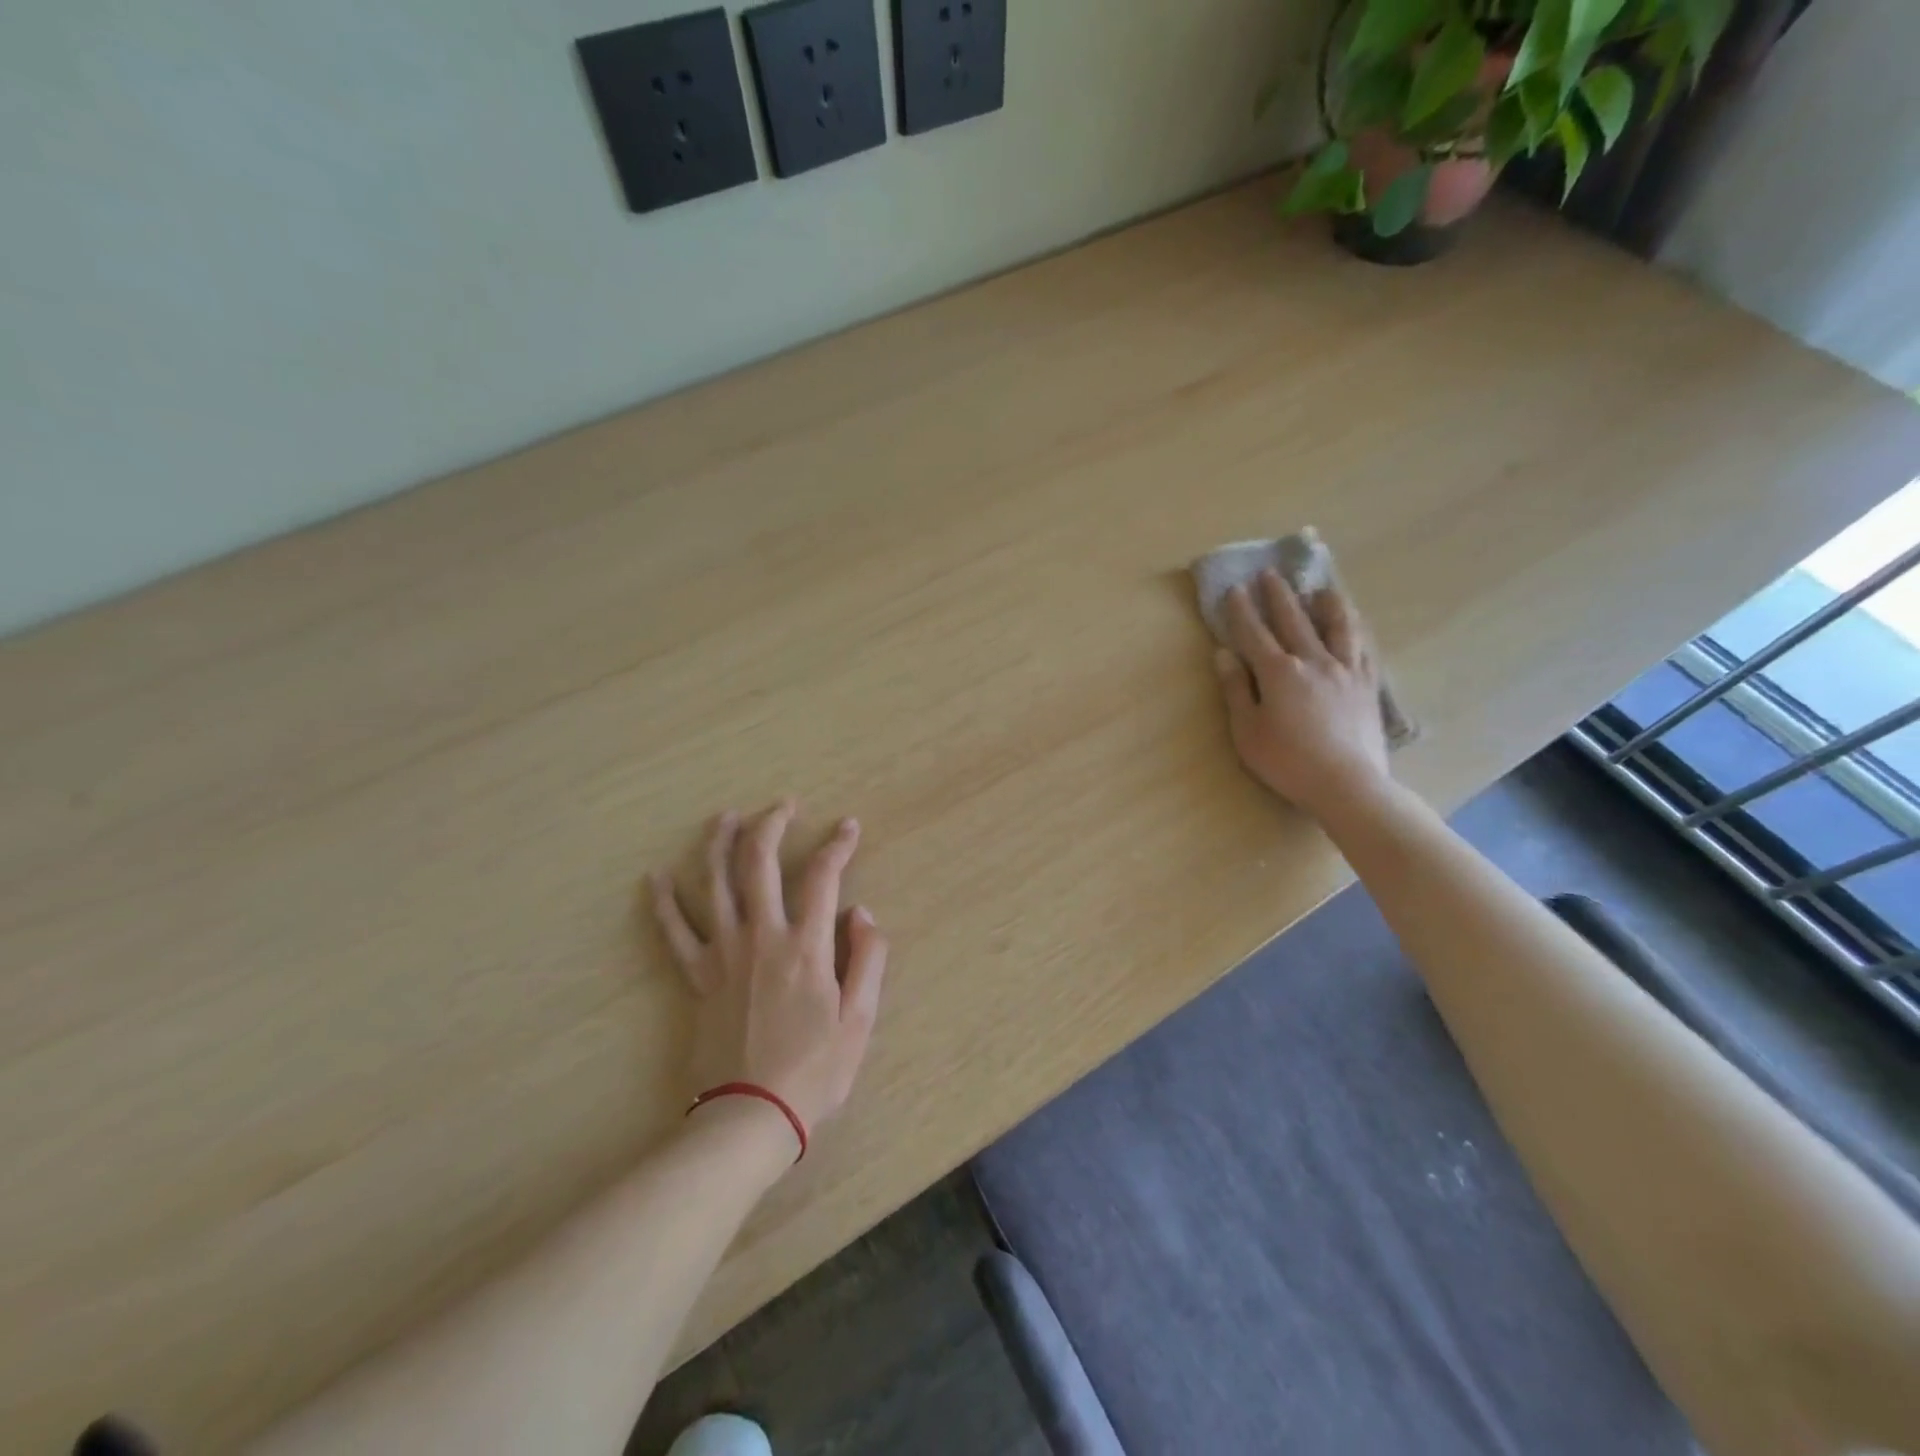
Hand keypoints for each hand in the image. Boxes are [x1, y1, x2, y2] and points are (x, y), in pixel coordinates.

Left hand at [651, 801, 888, 1141]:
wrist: (748, 1117)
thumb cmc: (813, 1071)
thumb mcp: (859, 1020)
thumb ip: (868, 959)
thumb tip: (861, 912)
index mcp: (806, 946)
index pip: (823, 876)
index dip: (838, 845)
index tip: (848, 826)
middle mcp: (761, 937)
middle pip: (760, 863)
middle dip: (772, 824)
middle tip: (783, 805)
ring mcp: (723, 954)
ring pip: (715, 884)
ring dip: (719, 844)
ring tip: (726, 817)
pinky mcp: (697, 977)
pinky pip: (675, 932)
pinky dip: (665, 902)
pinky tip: (656, 876)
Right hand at [1213, 570, 1391, 821]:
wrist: (1347, 784)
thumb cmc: (1287, 762)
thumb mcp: (1247, 731)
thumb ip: (1236, 689)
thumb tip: (1224, 653)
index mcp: (1278, 672)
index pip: (1254, 633)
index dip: (1242, 610)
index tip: (1235, 589)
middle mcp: (1313, 660)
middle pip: (1293, 620)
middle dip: (1279, 595)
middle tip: (1270, 573)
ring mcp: (1346, 670)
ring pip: (1337, 626)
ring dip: (1325, 603)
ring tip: (1321, 588)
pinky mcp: (1368, 685)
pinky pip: (1363, 647)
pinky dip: (1355, 630)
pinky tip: (1353, 625)